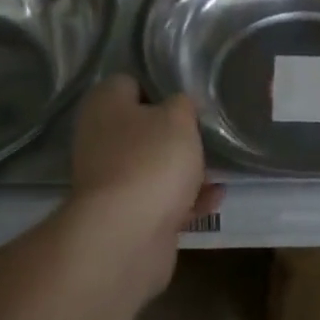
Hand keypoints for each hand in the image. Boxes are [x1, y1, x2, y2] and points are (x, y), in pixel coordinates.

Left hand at [68, 75, 221, 272]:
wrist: (126, 237)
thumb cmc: (151, 160)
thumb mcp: (178, 117)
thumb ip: (182, 104)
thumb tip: (178, 106)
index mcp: (104, 105)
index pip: (131, 82)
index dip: (161, 87)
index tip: (189, 97)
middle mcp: (100, 139)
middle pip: (143, 127)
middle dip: (176, 133)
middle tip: (206, 132)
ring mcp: (110, 180)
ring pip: (153, 165)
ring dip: (184, 168)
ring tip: (219, 167)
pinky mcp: (124, 215)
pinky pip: (159, 199)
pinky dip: (184, 199)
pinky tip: (214, 197)